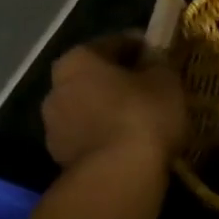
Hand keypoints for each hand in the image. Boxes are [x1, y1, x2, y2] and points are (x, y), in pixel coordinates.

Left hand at [40, 33, 189, 168]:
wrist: (118, 175)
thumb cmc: (142, 115)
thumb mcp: (165, 80)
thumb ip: (158, 63)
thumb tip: (152, 59)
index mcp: (78, 59)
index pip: (115, 42)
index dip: (142, 47)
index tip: (162, 57)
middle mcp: (56, 87)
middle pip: (95, 76)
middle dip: (121, 79)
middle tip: (151, 87)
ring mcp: (53, 125)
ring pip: (90, 107)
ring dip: (110, 109)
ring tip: (142, 119)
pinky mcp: (60, 156)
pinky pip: (89, 135)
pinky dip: (106, 134)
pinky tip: (130, 142)